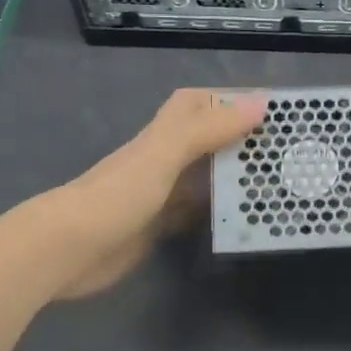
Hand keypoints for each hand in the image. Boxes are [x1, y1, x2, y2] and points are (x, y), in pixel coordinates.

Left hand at [27, 88, 266, 300]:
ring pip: (204, 176)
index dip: (230, 99)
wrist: (65, 251)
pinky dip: (219, 211)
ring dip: (233, 175)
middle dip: (241, 139)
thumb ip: (209, 129)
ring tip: (277, 182)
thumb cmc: (115, 195)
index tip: (272, 110)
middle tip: (285, 151)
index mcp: (164, 135)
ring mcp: (161, 193)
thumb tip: (261, 102)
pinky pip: (197, 211)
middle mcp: (164, 159)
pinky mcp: (159, 225)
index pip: (198, 102)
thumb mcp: (164, 154)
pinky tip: (244, 218)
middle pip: (206, 139)